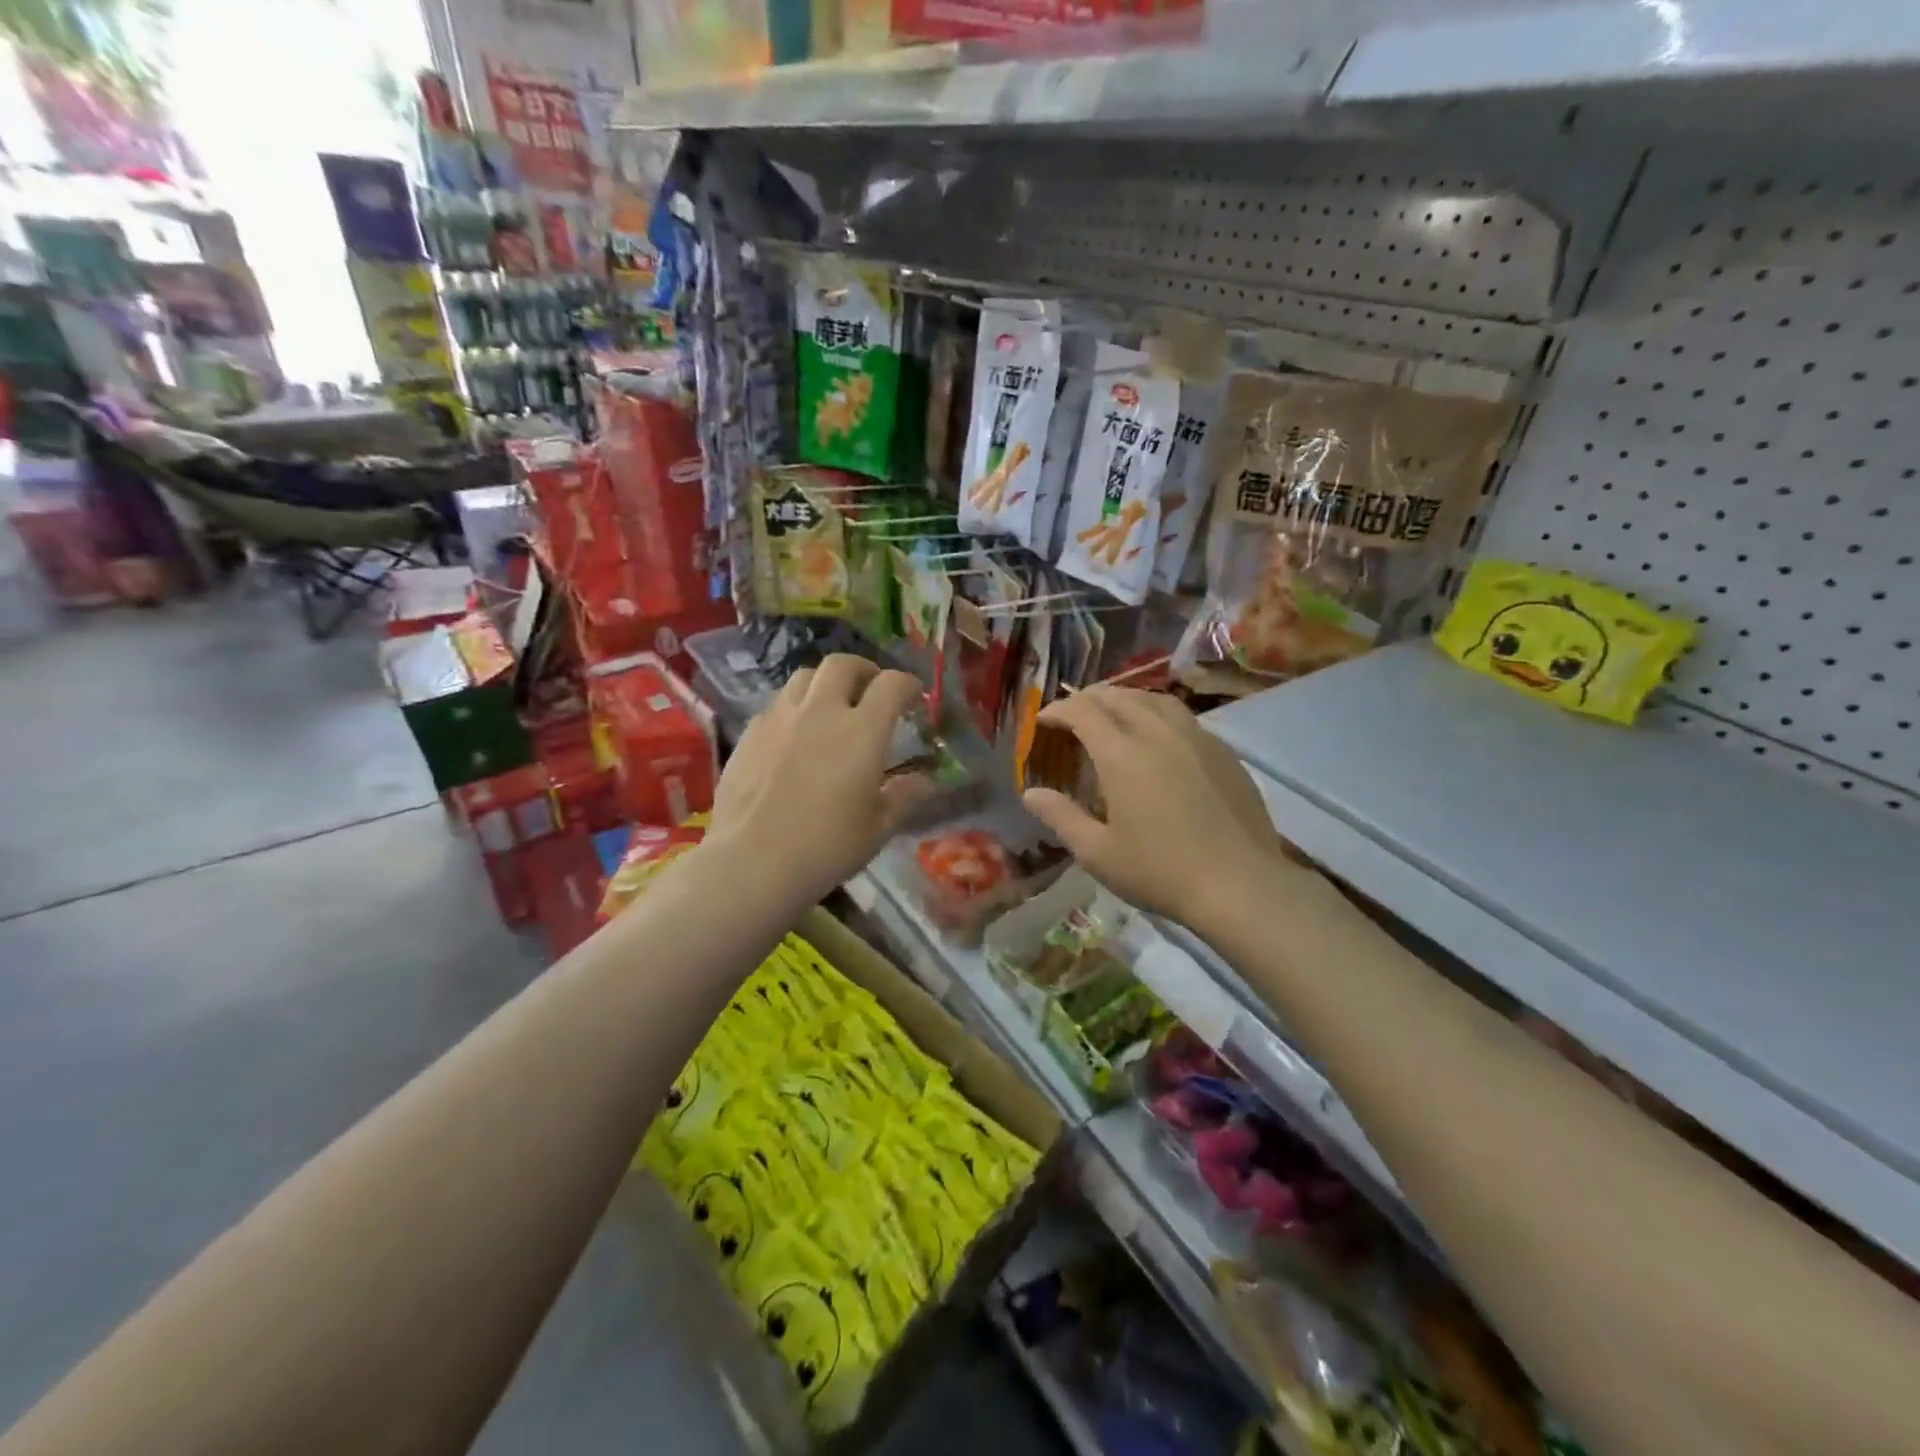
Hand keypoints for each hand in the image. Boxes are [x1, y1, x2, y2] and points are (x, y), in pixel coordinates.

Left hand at [705, 655, 931, 904]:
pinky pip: (777, 704)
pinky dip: (794, 708)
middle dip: (863, 671)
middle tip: (870, 690)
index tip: (914, 697)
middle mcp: (821, 712)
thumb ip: (904, 797)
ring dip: (825, 684)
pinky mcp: (750, 733)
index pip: (892, 684)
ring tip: (830, 706)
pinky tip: (795, 735)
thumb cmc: (826, 847)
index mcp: (861, 731)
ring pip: (804, 677)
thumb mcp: (878, 828)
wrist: (751, 862)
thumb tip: (923, 780)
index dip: (908, 685)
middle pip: (843, 664)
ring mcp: (780, 718)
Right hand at [1021, 687, 1305, 930]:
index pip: (1083, 712)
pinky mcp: (1224, 753)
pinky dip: (1159, 714)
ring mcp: (1197, 739)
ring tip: (1115, 711)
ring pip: (1156, 700)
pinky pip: (1185, 718)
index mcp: (1122, 755)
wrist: (1239, 884)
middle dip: (1090, 698)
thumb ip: (1061, 817)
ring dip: (1127, 698)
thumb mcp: (1097, 852)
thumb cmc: (1160, 871)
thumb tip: (1031, 794)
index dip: (1059, 709)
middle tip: (1074, 711)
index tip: (1043, 719)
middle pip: (1119, 697)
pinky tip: (1160, 736)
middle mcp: (1158, 734)